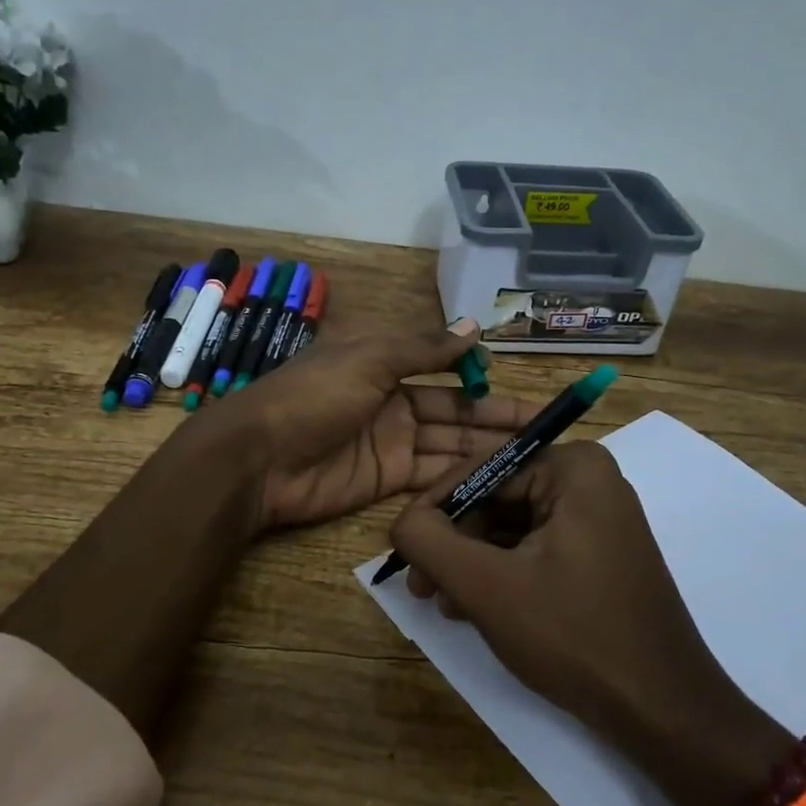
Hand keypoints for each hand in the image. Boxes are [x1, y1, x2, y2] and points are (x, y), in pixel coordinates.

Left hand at [201, 319, 544, 531]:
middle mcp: (392, 400)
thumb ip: (423, 347)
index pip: (442, 365)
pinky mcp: (387, 478)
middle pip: (454, 408)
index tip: (514, 382)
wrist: (260, 459)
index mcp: (384, 362)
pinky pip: (433, 472)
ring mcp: (391, 441)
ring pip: (449, 442)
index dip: (477, 374)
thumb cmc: (313, 396)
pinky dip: (463, 473)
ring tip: (535, 452)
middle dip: (495, 415)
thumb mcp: (369, 357)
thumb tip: (474, 326)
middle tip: (545, 427)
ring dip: (487, 446)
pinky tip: (500, 475)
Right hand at [389, 441, 788, 805]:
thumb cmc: (574, 636)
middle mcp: (590, 482)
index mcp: (574, 468)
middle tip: (421, 586)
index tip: (403, 549)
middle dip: (454, 543)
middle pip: (496, 498)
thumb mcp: (486, 586)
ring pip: (511, 528)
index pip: (482, 469)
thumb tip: (401, 522)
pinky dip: (500, 575)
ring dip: (471, 563)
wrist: (662, 710)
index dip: (434, 508)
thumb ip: (429, 542)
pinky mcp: (599, 555)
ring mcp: (598, 520)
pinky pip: (534, 549)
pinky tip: (475, 609)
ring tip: (444, 603)